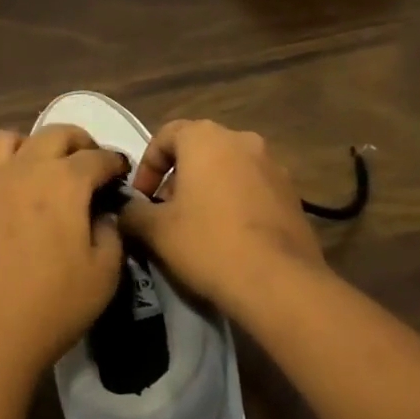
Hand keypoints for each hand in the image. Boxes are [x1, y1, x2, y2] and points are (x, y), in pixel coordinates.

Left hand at [0, 125, 126, 386]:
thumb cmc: (53, 306)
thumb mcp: (105, 275)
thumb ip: (111, 234)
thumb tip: (102, 216)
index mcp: (64, 181)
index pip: (96, 157)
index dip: (113, 161)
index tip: (120, 170)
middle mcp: (22, 170)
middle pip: (52, 134)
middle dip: (76, 140)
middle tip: (86, 158)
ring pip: (1, 142)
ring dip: (23, 147)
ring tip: (32, 167)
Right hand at [122, 119, 325, 319]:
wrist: (280, 283)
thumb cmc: (209, 244)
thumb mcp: (155, 231)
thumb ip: (132, 212)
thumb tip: (126, 210)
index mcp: (205, 138)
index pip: (166, 135)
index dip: (147, 165)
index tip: (141, 198)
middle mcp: (241, 139)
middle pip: (199, 150)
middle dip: (178, 178)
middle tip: (166, 213)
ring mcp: (273, 165)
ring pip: (228, 168)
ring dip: (208, 189)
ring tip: (198, 227)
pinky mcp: (293, 193)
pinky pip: (253, 188)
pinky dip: (236, 202)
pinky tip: (230, 237)